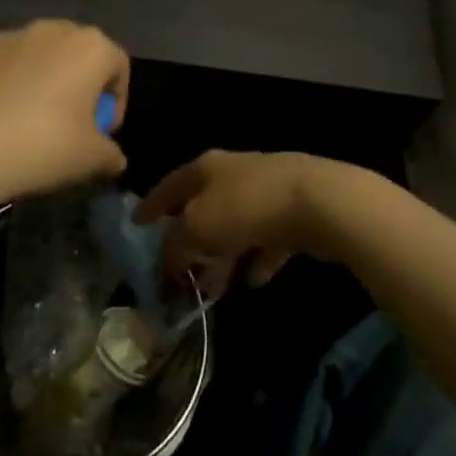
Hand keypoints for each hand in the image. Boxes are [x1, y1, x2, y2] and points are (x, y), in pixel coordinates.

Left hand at [0, 20, 128, 201]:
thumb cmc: (44, 145)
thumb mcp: (92, 159)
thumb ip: (111, 154)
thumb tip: (113, 158)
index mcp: (91, 47)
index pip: (119, 66)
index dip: (117, 101)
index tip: (103, 133)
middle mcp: (54, 29)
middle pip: (80, 54)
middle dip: (82, 86)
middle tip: (74, 125)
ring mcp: (12, 36)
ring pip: (43, 57)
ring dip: (48, 82)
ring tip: (37, 122)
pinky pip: (10, 66)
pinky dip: (15, 84)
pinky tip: (5, 118)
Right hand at [137, 150, 357, 295]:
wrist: (319, 202)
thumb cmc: (246, 208)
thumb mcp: (198, 228)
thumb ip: (177, 246)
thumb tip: (168, 261)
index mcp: (205, 168)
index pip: (169, 185)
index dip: (151, 205)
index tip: (136, 224)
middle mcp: (233, 173)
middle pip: (203, 206)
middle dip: (190, 239)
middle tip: (177, 267)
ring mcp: (266, 191)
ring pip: (235, 225)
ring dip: (223, 255)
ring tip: (213, 287)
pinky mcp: (294, 212)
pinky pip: (267, 238)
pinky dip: (257, 257)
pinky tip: (254, 280)